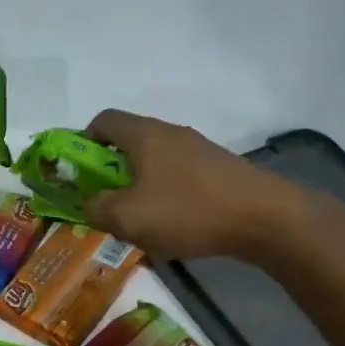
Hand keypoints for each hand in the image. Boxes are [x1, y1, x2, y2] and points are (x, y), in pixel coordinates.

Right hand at [81, 110, 304, 260]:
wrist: (265, 218)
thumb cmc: (188, 211)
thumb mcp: (128, 217)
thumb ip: (96, 208)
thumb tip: (89, 203)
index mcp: (144, 134)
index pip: (102, 121)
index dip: (82, 143)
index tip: (79, 174)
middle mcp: (169, 133)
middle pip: (127, 142)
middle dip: (110, 172)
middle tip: (106, 204)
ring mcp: (197, 150)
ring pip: (154, 162)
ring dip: (139, 186)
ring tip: (141, 221)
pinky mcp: (218, 169)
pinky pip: (178, 176)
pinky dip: (166, 194)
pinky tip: (174, 225)